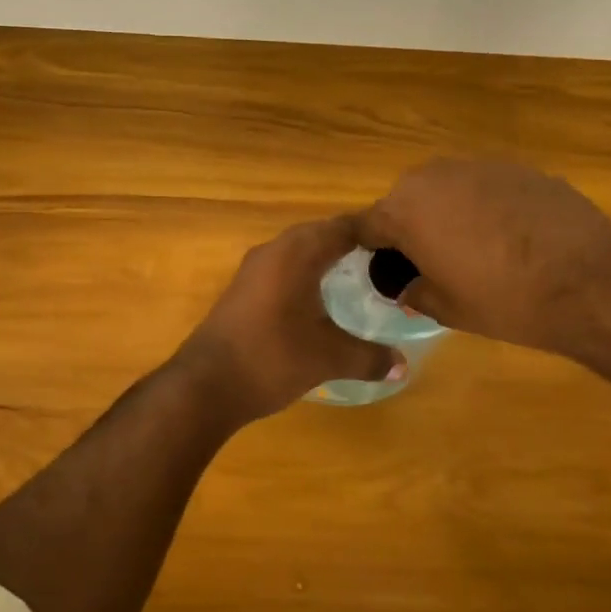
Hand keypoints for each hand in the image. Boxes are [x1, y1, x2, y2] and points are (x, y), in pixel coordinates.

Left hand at [171, 217, 399, 426]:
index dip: (374, 232)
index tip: (403, 245)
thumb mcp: (328, 358)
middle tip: (388, 262)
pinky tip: (321, 300)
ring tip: (360, 278)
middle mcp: (274, 250)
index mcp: (297, 253)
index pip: (344, 226)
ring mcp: (254, 269)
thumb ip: (369, 357)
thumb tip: (403, 365)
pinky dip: (306, 274)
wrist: (206, 384)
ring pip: (298, 250)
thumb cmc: (272, 358)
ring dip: (327, 258)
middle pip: (320, 233)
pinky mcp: (243, 289)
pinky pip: (283, 268)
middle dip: (353, 243)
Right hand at [356, 158, 610, 354]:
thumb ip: (413, 292)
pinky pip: (483, 186)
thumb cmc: (504, 299)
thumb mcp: (446, 309)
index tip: (378, 269)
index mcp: (405, 211)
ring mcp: (479, 166)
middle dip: (409, 227)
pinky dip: (485, 207)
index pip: (365, 225)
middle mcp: (434, 177)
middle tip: (429, 263)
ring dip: (447, 213)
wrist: (589, 279)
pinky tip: (510, 237)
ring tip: (472, 249)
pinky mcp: (517, 167)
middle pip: (405, 200)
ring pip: (446, 189)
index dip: (366, 248)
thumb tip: (405, 286)